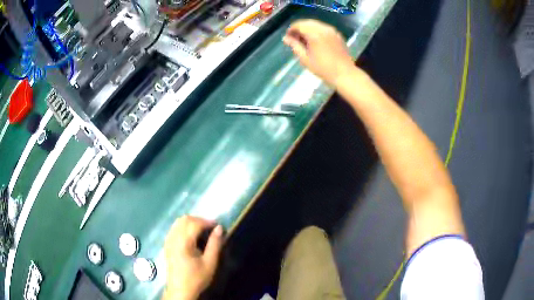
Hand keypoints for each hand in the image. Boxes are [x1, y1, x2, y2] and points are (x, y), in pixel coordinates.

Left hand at [163, 216, 223, 299]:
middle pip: (185, 219)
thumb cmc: (196, 278)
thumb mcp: (210, 263)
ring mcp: (168, 241)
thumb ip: (215, 244)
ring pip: (178, 222)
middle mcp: (173, 238)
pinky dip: (183, 227)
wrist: (180, 290)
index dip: (207, 222)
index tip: (218, 226)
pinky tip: (191, 236)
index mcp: (183, 242)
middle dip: (199, 220)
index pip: (194, 223)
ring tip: (202, 231)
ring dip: (191, 222)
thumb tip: (219, 228)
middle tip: (211, 228)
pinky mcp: (166, 245)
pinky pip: (174, 228)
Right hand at [283, 19, 354, 86]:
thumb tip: (285, 38)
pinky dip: (317, 31)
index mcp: (314, 34)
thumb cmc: (323, 69)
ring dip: (308, 29)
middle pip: (307, 22)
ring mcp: (332, 31)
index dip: (291, 30)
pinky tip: (316, 41)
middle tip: (295, 39)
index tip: (288, 38)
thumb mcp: (305, 58)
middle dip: (299, 28)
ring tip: (305, 41)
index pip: (299, 25)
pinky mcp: (337, 35)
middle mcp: (323, 28)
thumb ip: (295, 45)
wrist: (344, 74)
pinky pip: (324, 28)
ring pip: (316, 24)